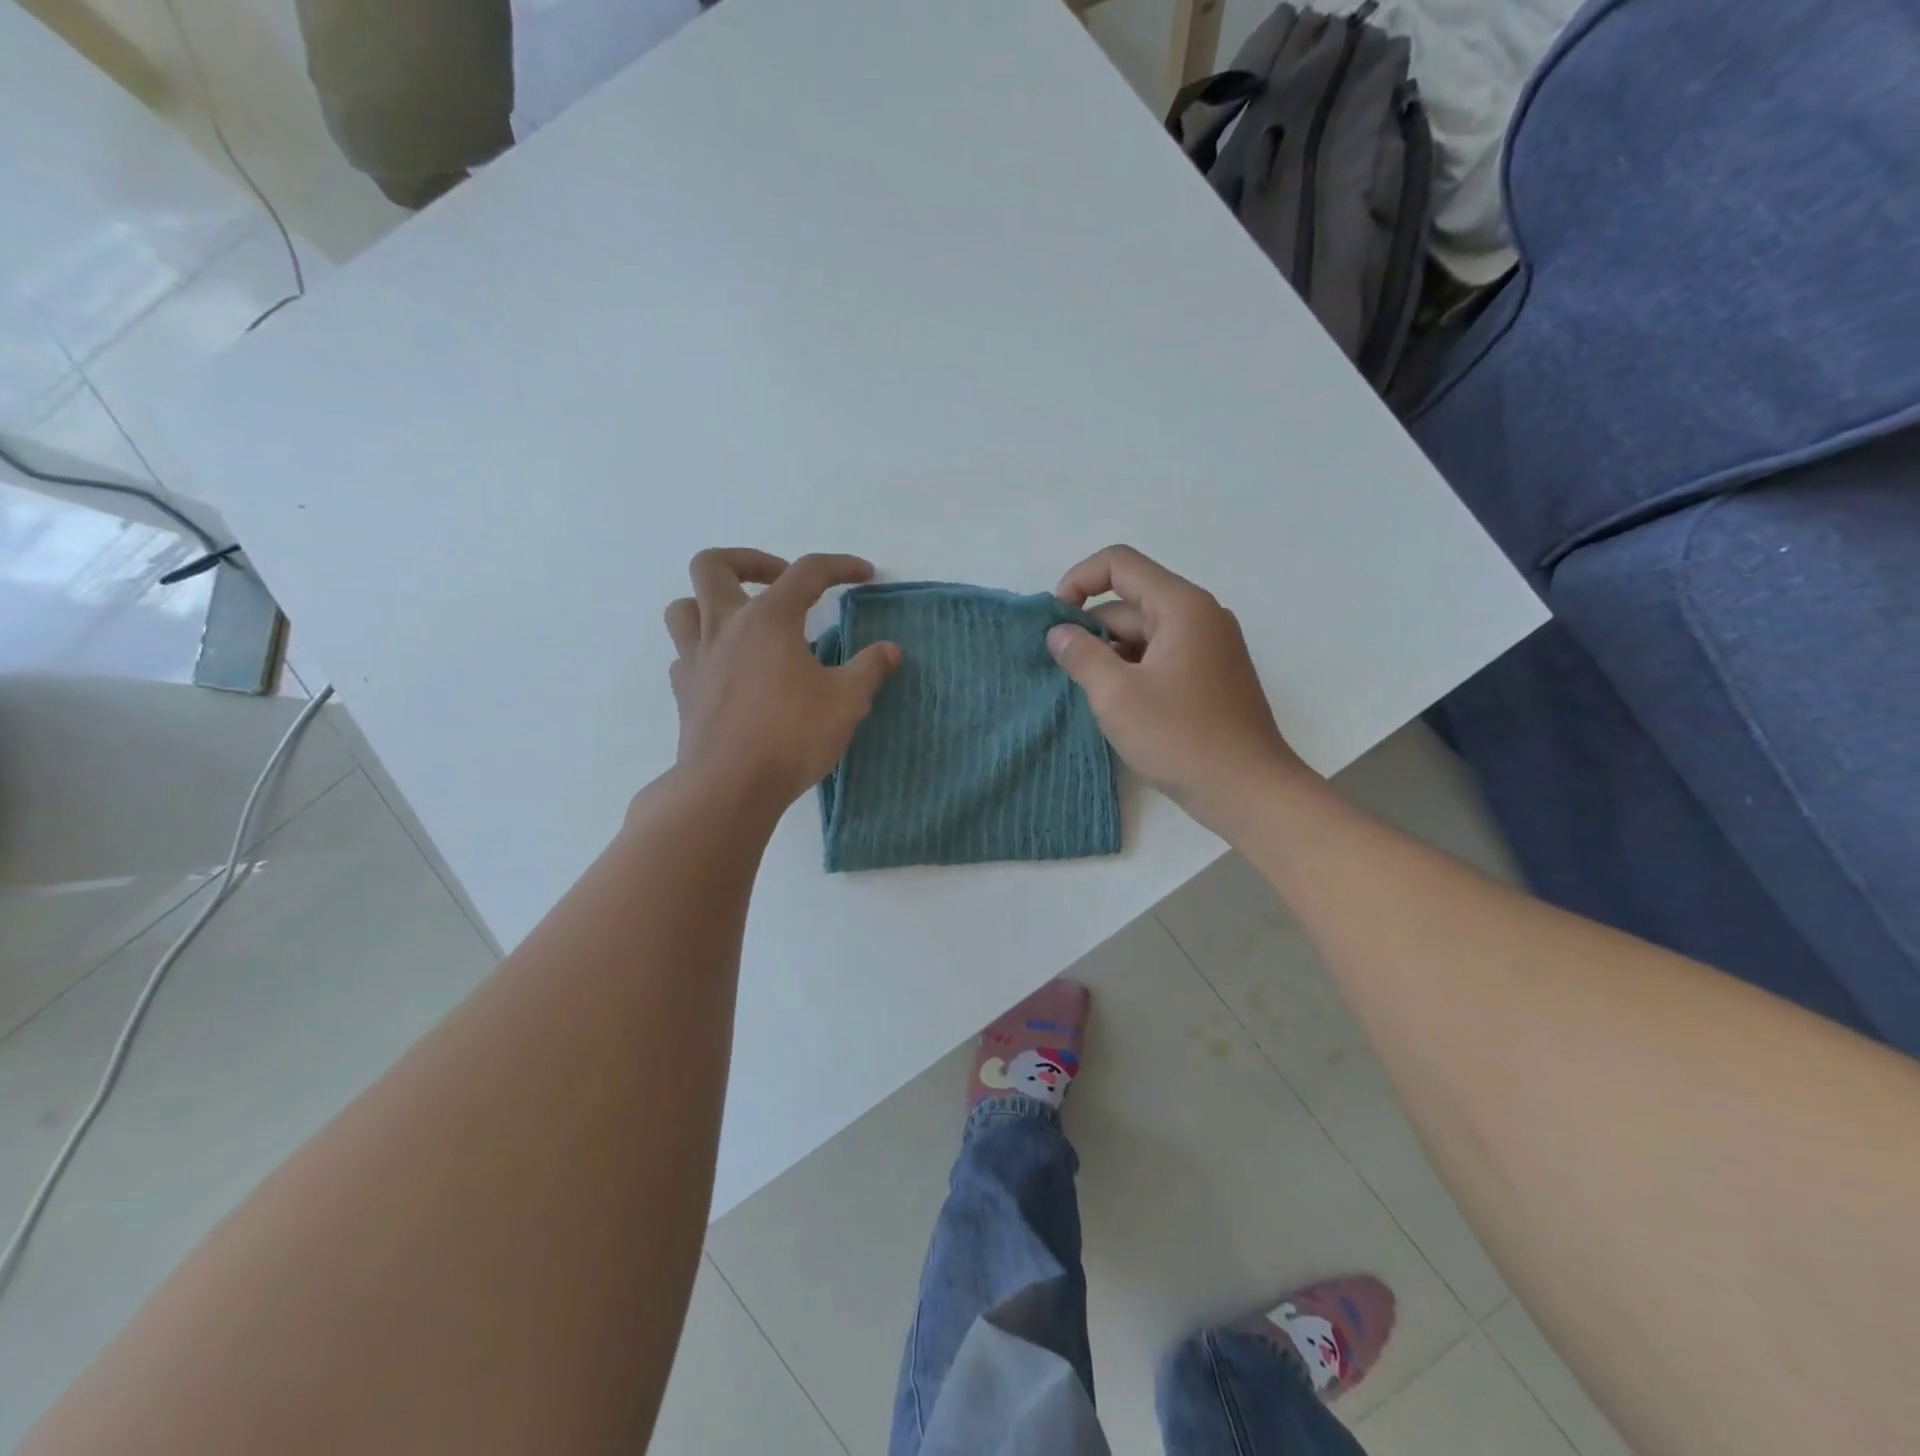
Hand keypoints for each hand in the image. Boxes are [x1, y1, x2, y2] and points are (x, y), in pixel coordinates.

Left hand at [664, 549, 899, 812]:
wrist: (729, 786)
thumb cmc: (792, 735)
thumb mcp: (847, 701)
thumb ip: (869, 669)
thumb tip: (889, 650)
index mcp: (768, 619)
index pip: (807, 572)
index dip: (840, 567)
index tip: (864, 574)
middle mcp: (724, 627)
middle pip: (714, 565)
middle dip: (749, 562)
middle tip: (779, 582)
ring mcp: (696, 659)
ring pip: (684, 607)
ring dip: (711, 603)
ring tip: (743, 622)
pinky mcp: (684, 692)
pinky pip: (684, 655)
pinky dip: (705, 651)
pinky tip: (729, 671)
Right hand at [1049, 545, 1307, 831]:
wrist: (1247, 790)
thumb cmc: (1180, 737)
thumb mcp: (1116, 695)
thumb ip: (1081, 655)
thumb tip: (1059, 632)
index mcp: (1181, 606)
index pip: (1119, 564)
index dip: (1078, 581)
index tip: (1055, 622)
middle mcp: (1199, 616)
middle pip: (1130, 601)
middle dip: (1091, 628)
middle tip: (1064, 669)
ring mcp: (1208, 647)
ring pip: (1143, 633)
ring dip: (1109, 654)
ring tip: (1088, 692)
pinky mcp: (1209, 677)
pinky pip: (1160, 657)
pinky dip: (1131, 670)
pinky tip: (1116, 705)